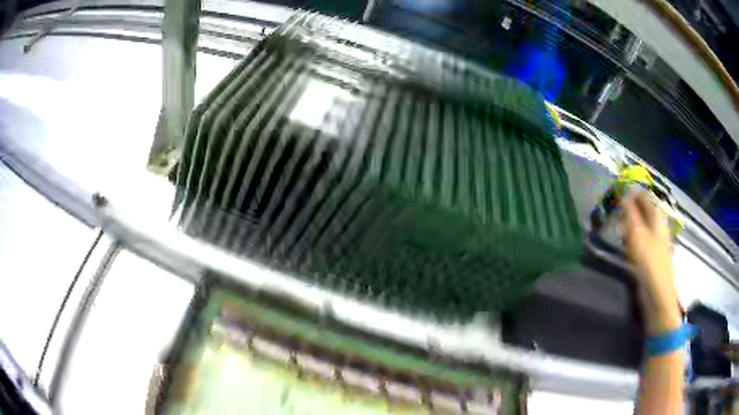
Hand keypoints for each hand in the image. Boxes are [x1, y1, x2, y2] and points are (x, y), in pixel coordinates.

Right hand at [621, 191, 680, 334]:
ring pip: (643, 226)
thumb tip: (624, 197)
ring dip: (631, 225)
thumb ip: (630, 215)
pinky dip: (634, 240)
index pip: (644, 197)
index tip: (617, 198)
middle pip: (644, 211)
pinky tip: (628, 247)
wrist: (658, 295)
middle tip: (617, 215)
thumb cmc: (649, 262)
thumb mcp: (637, 235)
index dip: (631, 195)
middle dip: (631, 210)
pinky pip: (642, 241)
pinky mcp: (652, 257)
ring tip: (620, 230)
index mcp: (656, 218)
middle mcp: (658, 227)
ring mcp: (657, 242)